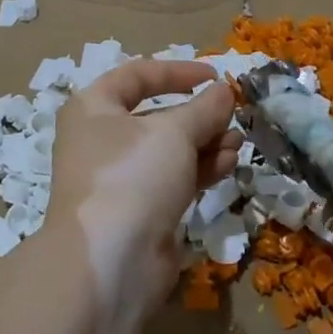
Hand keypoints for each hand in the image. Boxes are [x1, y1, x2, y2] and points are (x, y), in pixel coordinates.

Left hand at [50, 60, 241, 333]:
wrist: (110, 261)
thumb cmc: (133, 175)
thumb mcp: (174, 132)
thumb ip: (204, 108)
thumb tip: (224, 92)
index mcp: (94, 108)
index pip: (138, 75)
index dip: (178, 71)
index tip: (215, 76)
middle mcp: (101, 139)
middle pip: (157, 115)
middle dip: (199, 115)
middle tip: (232, 116)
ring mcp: (120, 178)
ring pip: (169, 150)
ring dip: (206, 143)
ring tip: (238, 143)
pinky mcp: (139, 210)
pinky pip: (173, 179)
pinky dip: (200, 169)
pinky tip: (229, 164)